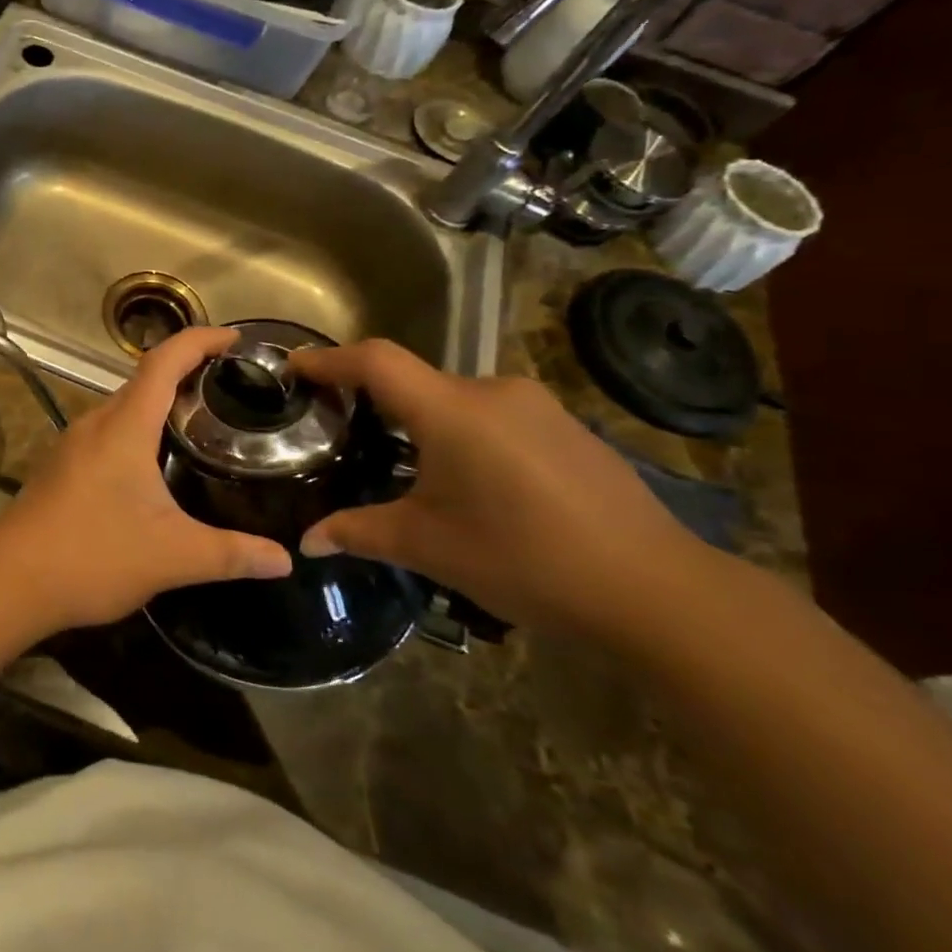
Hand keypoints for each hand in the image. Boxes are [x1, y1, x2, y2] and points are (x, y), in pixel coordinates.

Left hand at [0, 327, 292, 631]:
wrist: (10, 581)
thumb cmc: (92, 555)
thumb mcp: (172, 555)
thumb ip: (231, 555)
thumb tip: (285, 560)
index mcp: (124, 426)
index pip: (164, 361)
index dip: (200, 341)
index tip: (235, 339)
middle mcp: (96, 423)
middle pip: (144, 380)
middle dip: (187, 372)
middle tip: (232, 388)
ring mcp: (73, 444)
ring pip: (124, 407)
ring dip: (160, 404)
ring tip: (202, 422)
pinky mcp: (62, 467)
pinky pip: (108, 432)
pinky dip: (139, 430)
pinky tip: (155, 465)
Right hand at [289, 340, 710, 639]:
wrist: (657, 592)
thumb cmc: (524, 560)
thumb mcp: (428, 546)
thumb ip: (359, 533)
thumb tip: (307, 543)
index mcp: (453, 411)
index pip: (375, 361)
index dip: (329, 358)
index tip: (294, 366)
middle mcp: (494, 392)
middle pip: (415, 379)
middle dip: (374, 400)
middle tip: (345, 431)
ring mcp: (538, 408)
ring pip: (456, 399)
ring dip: (422, 421)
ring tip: (406, 466)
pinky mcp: (567, 429)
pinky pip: (494, 416)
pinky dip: (463, 433)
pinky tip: (472, 483)